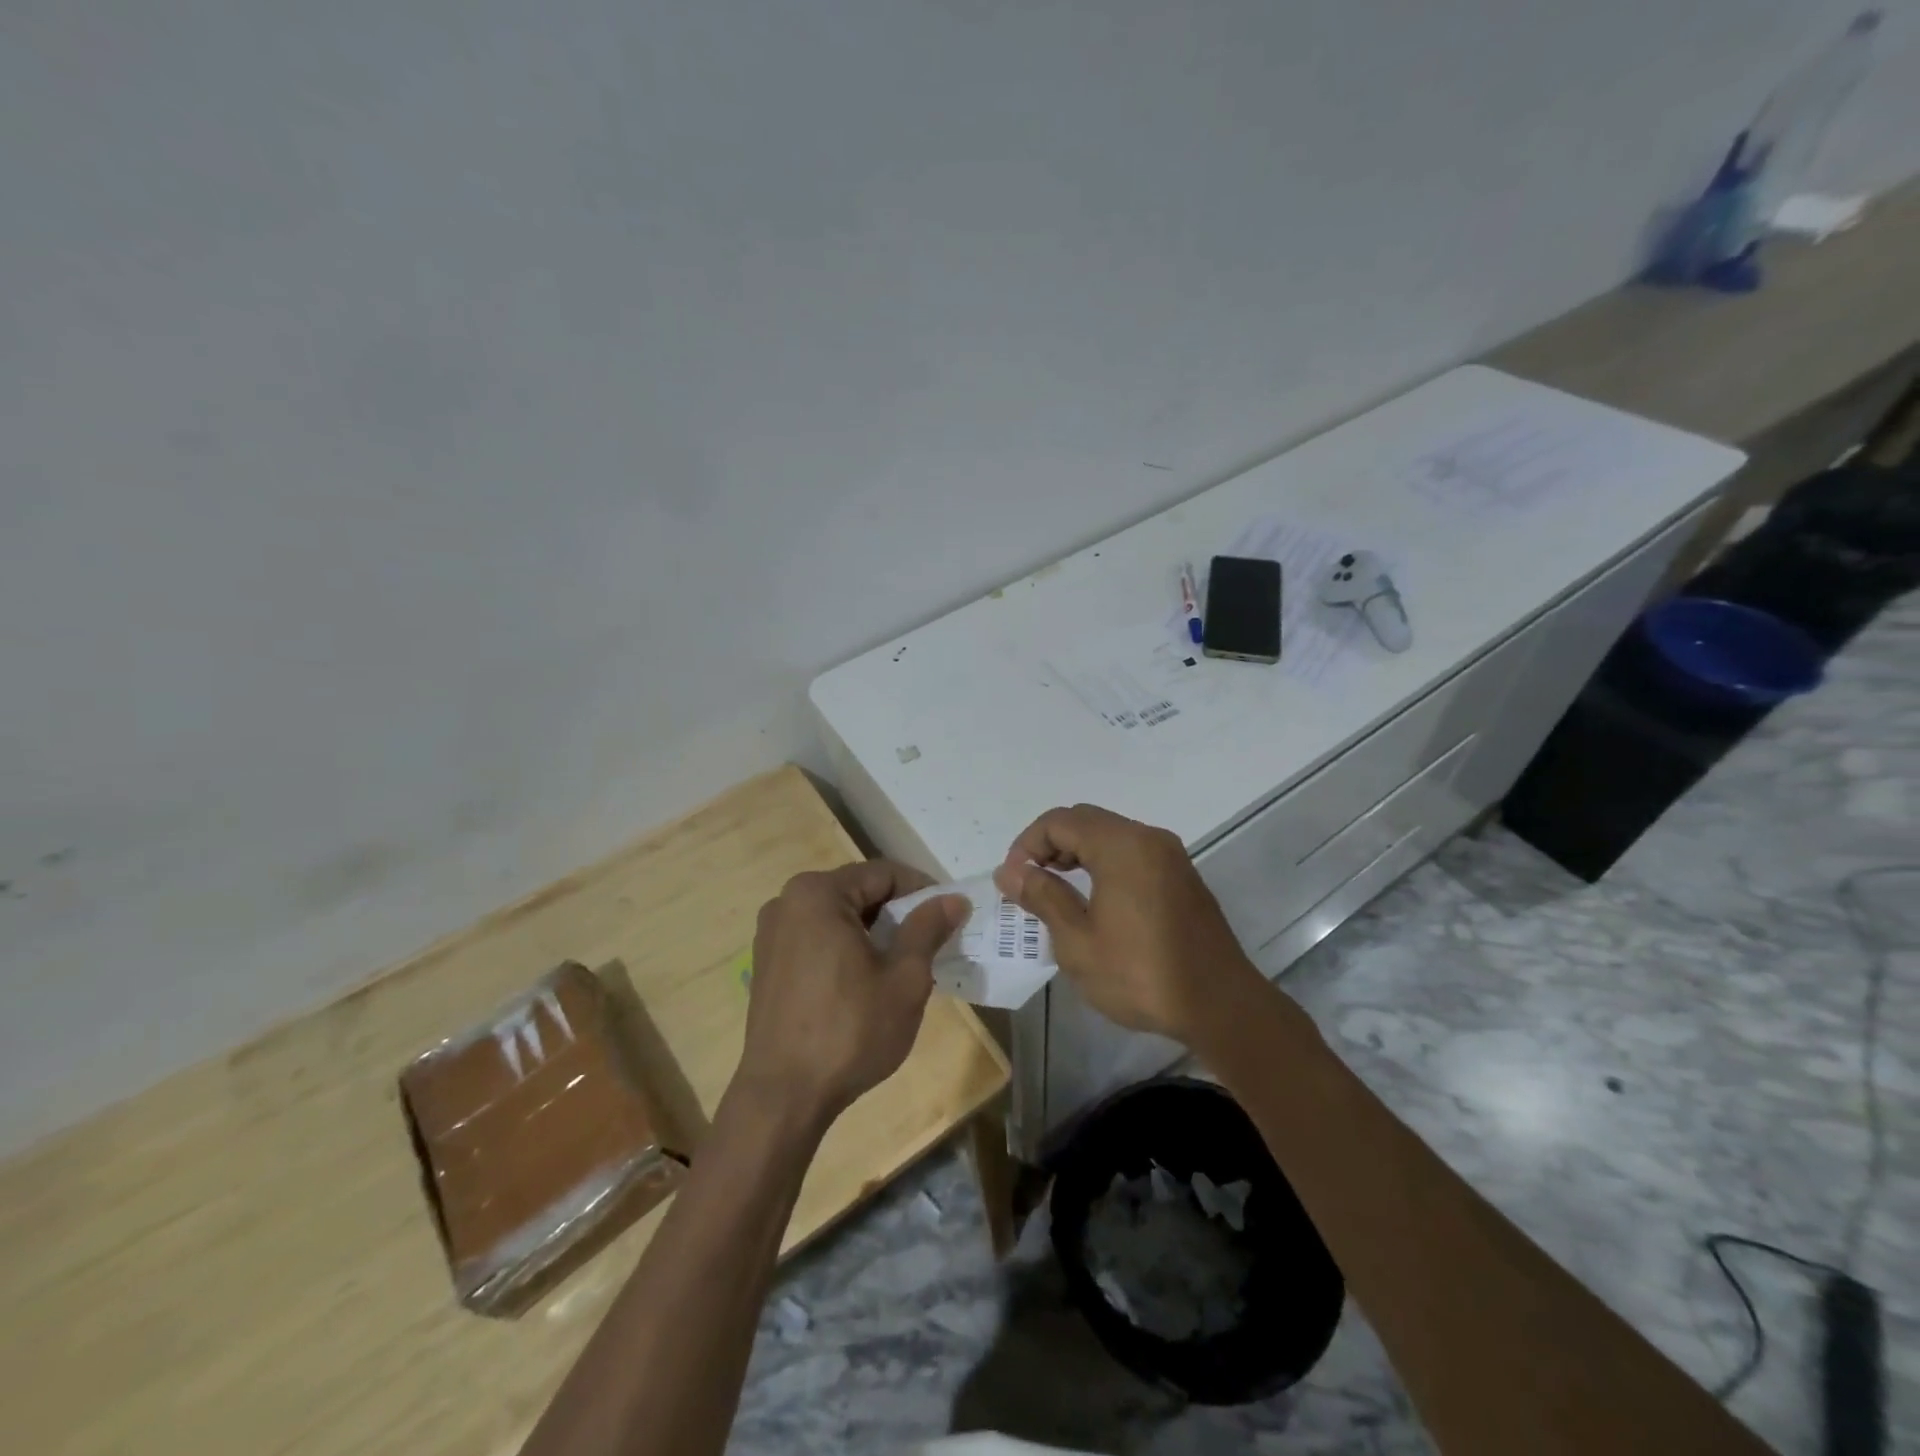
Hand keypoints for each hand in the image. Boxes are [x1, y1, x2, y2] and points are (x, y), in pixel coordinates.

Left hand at [739, 861, 966, 1130]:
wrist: (783, 1097)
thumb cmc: (850, 1031)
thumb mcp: (904, 978)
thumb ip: (928, 929)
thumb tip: (954, 900)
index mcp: (818, 893)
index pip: (884, 873)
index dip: (923, 891)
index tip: (950, 917)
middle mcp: (787, 901)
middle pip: (858, 892)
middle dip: (898, 913)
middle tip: (931, 944)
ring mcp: (772, 933)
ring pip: (838, 916)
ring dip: (873, 932)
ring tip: (902, 966)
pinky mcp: (767, 963)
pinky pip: (817, 938)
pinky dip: (846, 948)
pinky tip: (865, 982)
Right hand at [992, 804, 1265, 1045]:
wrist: (1220, 1006)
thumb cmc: (1141, 974)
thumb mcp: (1078, 942)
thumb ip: (1042, 897)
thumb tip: (1009, 871)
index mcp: (1122, 846)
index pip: (1059, 821)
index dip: (1027, 845)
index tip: (1013, 881)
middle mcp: (1148, 838)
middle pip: (1085, 820)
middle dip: (1049, 845)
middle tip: (1029, 883)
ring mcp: (1169, 855)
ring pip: (1109, 835)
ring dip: (1075, 853)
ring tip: (1054, 890)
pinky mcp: (1181, 875)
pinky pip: (1131, 852)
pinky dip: (1102, 863)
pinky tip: (1092, 898)